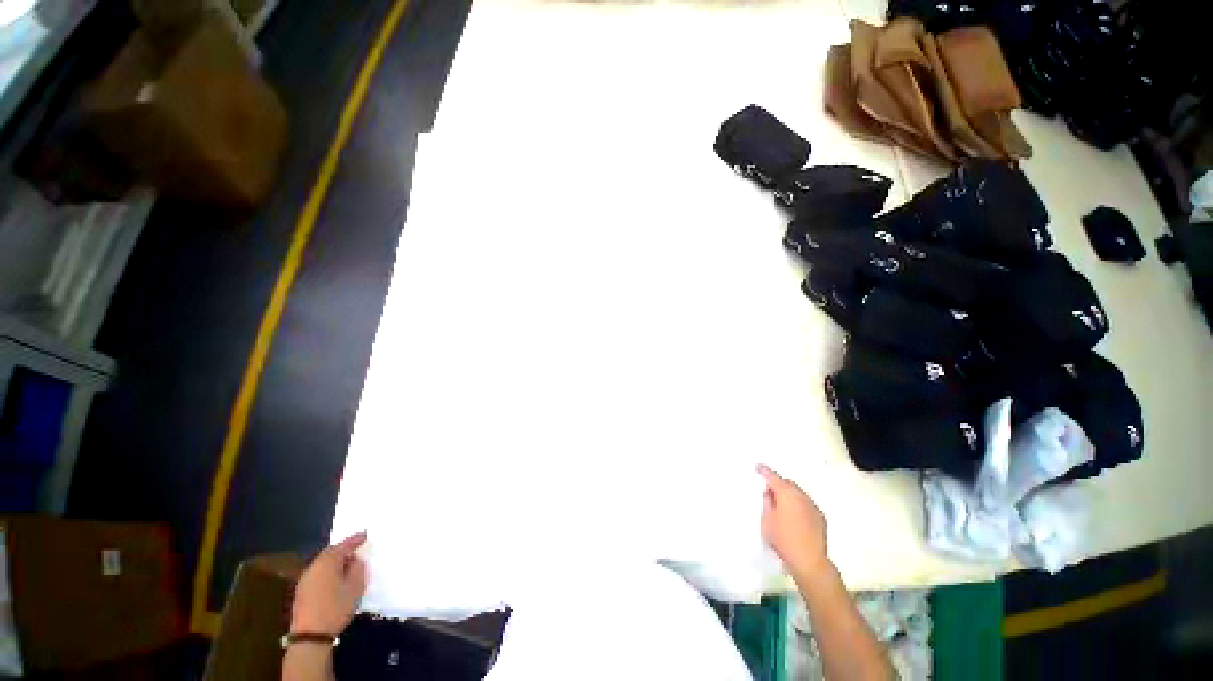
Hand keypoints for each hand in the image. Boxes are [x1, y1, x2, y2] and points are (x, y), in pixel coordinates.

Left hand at [291, 532, 367, 635]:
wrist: (310, 636)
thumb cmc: (336, 608)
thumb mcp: (356, 587)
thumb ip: (358, 568)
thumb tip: (356, 560)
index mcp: (328, 562)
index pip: (345, 545)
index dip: (356, 539)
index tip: (365, 534)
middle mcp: (314, 566)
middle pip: (330, 552)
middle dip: (343, 549)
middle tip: (356, 549)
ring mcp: (305, 579)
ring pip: (323, 563)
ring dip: (335, 561)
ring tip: (347, 564)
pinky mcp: (302, 591)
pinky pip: (318, 573)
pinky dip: (328, 571)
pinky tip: (334, 579)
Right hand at [758, 464, 828, 577]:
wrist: (809, 561)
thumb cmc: (783, 540)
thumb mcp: (767, 520)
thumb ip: (767, 503)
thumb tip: (770, 493)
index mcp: (786, 493)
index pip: (773, 477)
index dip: (764, 471)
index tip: (758, 467)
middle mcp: (801, 496)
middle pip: (788, 483)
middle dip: (779, 484)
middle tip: (769, 492)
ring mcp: (813, 506)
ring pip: (798, 493)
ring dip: (789, 495)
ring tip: (782, 505)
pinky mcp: (820, 517)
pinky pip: (806, 504)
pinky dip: (798, 504)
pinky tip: (794, 516)